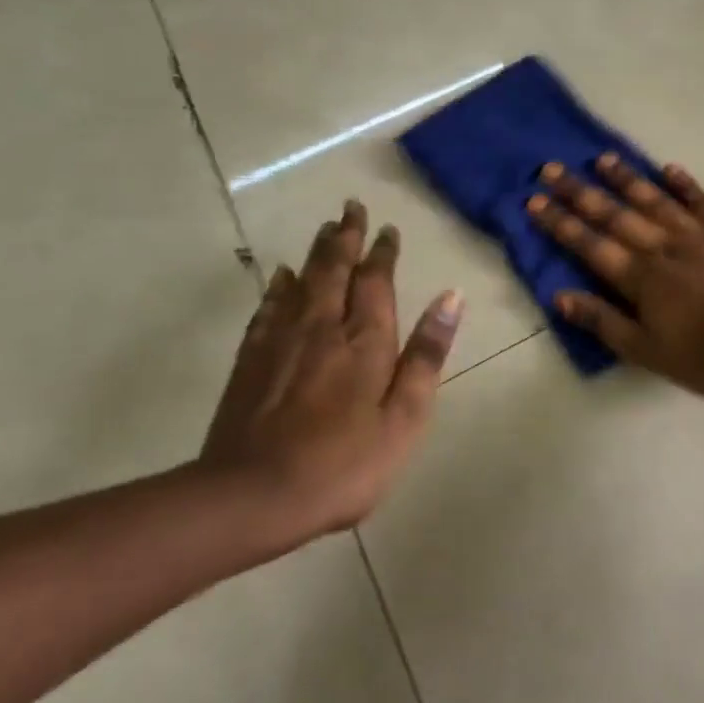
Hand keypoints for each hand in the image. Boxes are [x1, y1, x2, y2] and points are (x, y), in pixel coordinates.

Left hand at [199, 202, 462, 541]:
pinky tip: (281, 276)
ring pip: (303, 281)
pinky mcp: (252, 359)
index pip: (376, 281)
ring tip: (326, 229)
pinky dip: (279, 286)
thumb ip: (426, 354)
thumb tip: (451, 297)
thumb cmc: (344, 462)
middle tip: (351, 208)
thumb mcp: (404, 416)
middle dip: (346, 237)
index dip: (382, 253)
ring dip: (317, 252)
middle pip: (335, 269)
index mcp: (365, 340)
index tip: (387, 228)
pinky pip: (269, 307)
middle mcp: (323, 327)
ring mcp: (282, 340)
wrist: (254, 494)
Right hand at [529, 156, 703, 394]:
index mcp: (639, 277)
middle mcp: (661, 246)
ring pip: (653, 199)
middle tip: (551, 168)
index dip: (560, 223)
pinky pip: (701, 199)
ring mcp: (696, 232)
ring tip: (601, 159)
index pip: (590, 245)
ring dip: (626, 178)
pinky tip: (668, 168)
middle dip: (579, 192)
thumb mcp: (648, 352)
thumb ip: (604, 322)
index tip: (534, 201)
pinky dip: (683, 183)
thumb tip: (560, 297)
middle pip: (614, 214)